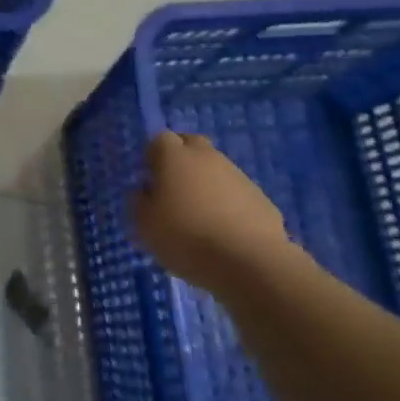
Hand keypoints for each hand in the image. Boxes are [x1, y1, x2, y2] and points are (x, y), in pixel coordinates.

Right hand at [133, 131, 297, 291]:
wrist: (248, 261)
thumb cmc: (186, 238)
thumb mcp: (145, 225)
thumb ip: (139, 202)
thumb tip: (146, 190)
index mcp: (175, 157)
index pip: (160, 139)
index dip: (153, 156)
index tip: (150, 178)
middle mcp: (207, 157)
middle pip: (191, 144)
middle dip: (181, 158)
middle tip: (173, 189)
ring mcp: (237, 175)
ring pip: (216, 168)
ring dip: (206, 182)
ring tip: (200, 215)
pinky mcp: (260, 196)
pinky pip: (236, 192)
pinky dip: (227, 203)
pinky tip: (224, 230)